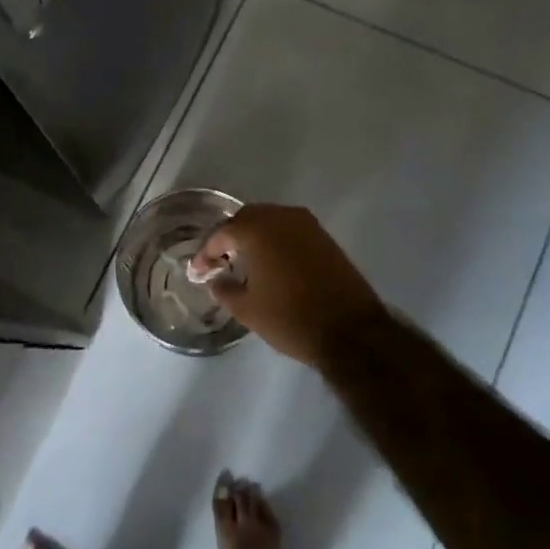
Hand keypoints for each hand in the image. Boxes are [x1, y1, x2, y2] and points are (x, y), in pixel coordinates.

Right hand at [188, 204, 385, 368]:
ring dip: (254, 237)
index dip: (206, 253)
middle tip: (218, 261)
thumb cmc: (291, 318)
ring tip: (244, 261)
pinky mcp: (325, 238)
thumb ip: (224, 289)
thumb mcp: (247, 310)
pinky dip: (276, 241)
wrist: (351, 331)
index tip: (197, 272)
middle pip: (246, 219)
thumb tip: (216, 279)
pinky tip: (271, 262)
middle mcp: (281, 217)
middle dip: (229, 238)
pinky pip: (290, 231)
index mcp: (257, 229)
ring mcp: (307, 225)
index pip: (222, 234)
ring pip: (271, 221)